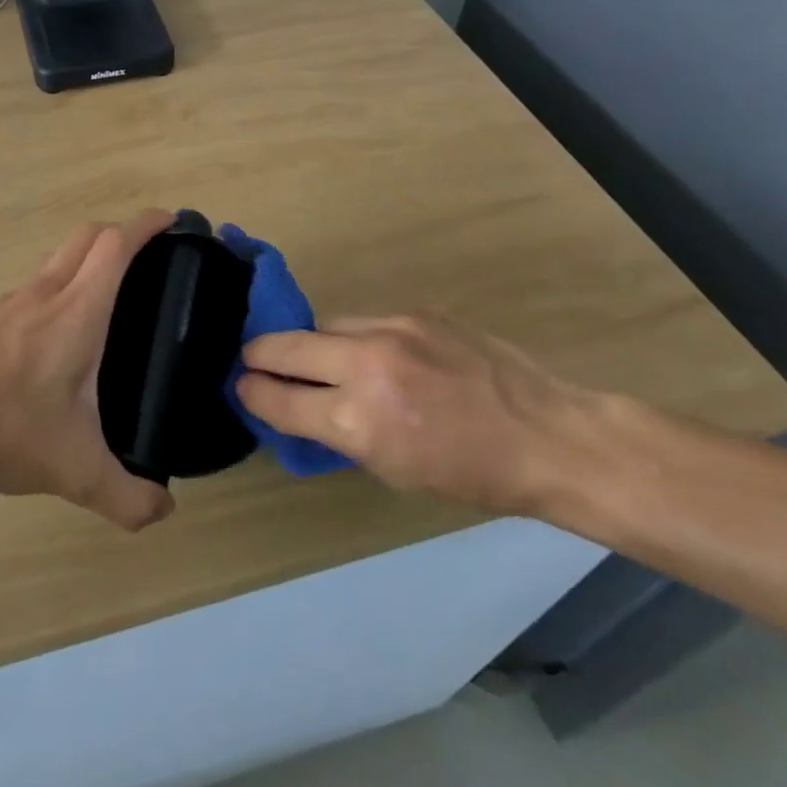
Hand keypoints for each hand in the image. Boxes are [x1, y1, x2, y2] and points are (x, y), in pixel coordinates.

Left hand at [0, 209, 177, 531]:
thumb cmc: (7, 428)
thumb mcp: (75, 471)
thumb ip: (127, 496)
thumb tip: (164, 512)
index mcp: (78, 311)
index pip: (116, 245)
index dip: (147, 225)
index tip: (173, 220)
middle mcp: (46, 293)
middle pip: (87, 236)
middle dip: (121, 232)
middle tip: (148, 257)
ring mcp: (12, 302)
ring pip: (57, 257)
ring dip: (87, 257)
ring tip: (109, 292)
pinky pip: (34, 283)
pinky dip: (58, 283)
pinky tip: (58, 329)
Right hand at [235, 316, 594, 514]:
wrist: (546, 435)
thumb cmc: (471, 474)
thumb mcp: (392, 471)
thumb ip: (339, 432)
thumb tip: (300, 408)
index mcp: (358, 421)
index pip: (278, 400)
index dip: (252, 393)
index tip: (240, 387)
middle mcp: (365, 366)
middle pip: (283, 346)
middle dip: (258, 355)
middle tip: (250, 360)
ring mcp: (390, 329)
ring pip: (322, 325)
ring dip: (310, 343)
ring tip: (315, 358)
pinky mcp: (413, 312)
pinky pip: (363, 319)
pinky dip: (353, 337)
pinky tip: (369, 353)